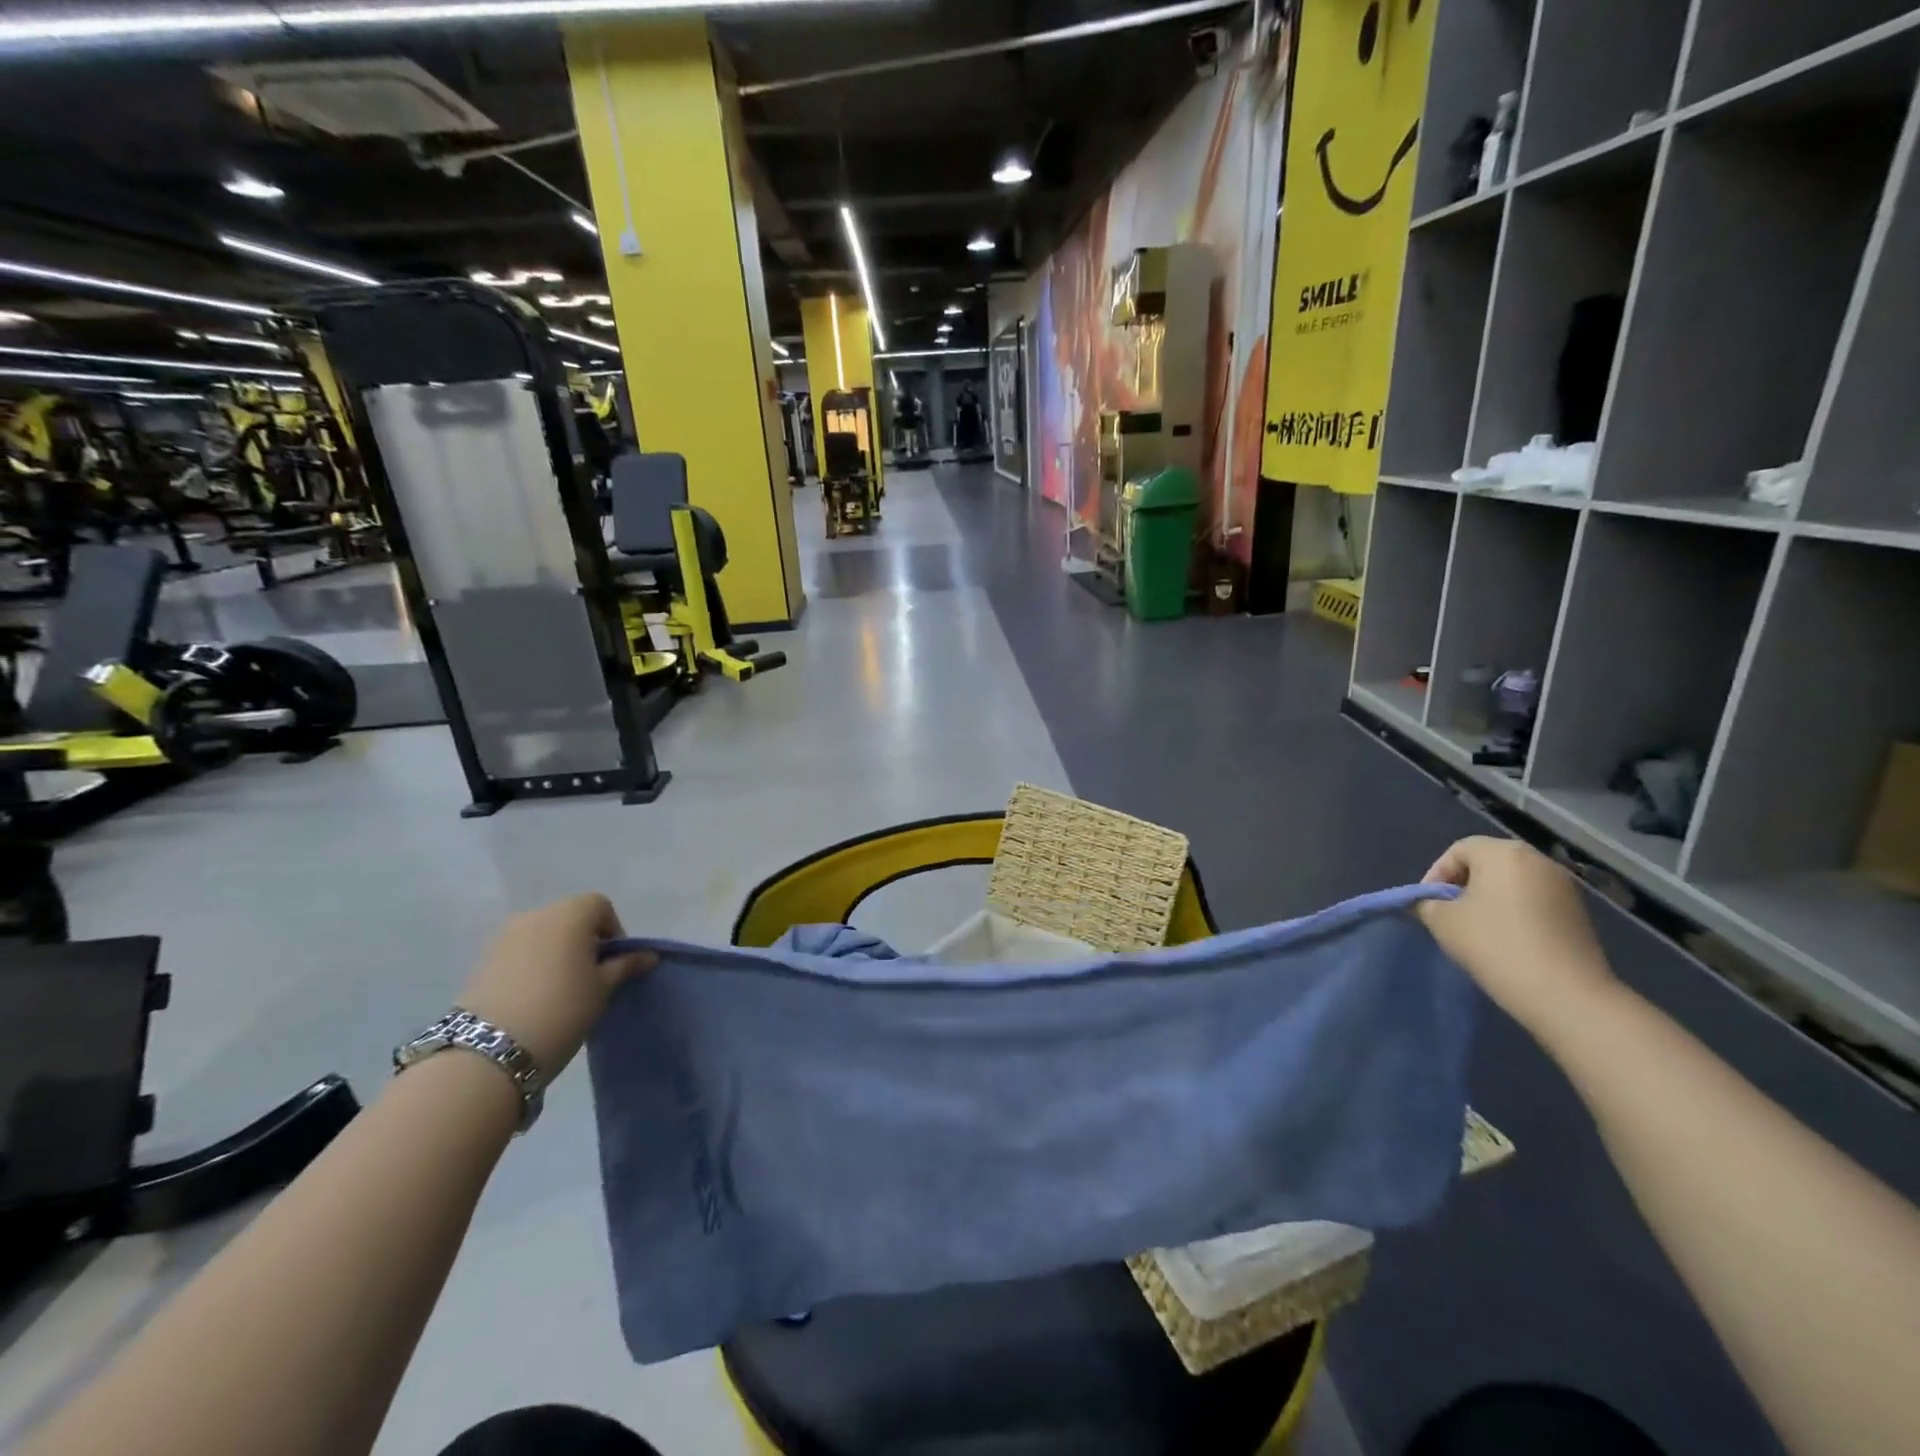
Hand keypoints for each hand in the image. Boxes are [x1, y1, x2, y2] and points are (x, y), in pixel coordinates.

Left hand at [456, 894, 653, 1077]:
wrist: (488, 1051)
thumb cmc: (561, 1010)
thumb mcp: (602, 989)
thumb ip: (626, 966)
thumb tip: (648, 956)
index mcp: (570, 914)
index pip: (600, 906)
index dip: (613, 930)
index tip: (614, 963)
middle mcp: (536, 915)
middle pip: (569, 916)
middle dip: (584, 940)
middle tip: (591, 977)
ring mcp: (504, 936)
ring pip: (543, 934)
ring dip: (557, 952)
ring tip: (561, 989)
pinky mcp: (482, 960)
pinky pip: (519, 951)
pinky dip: (532, 964)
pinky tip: (534, 996)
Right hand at [1417, 836, 1619, 1039]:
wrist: (1565, 994)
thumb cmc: (1495, 945)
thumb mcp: (1442, 921)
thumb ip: (1427, 903)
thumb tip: (1430, 903)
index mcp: (1504, 853)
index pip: (1458, 850)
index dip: (1436, 874)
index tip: (1426, 903)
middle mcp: (1537, 860)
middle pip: (1487, 863)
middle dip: (1462, 885)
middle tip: (1447, 913)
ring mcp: (1563, 886)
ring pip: (1511, 882)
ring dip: (1489, 898)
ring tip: (1475, 927)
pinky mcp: (1578, 912)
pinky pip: (1533, 900)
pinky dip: (1514, 911)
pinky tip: (1505, 938)